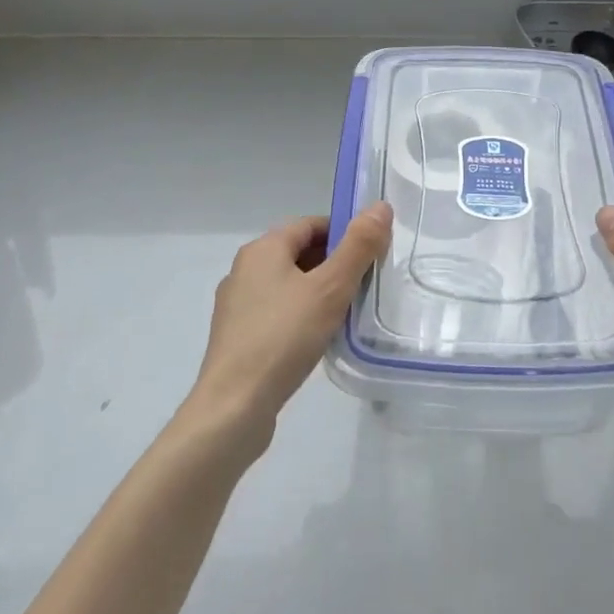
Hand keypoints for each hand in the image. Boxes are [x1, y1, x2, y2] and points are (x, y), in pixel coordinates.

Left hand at [189, 203, 392, 440]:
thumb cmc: (283, 338)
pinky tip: (319, 338)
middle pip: (299, 252)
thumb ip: (358, 247)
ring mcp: (237, 305)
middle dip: (335, 263)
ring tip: (349, 312)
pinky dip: (302, 315)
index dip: (344, 232)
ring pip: (289, 284)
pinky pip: (277, 312)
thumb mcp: (330, 288)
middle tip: (367, 284)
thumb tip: (380, 206)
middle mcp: (244, 270)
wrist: (234, 407)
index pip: (310, 224)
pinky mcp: (238, 337)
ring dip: (319, 291)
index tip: (373, 253)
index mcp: (262, 249)